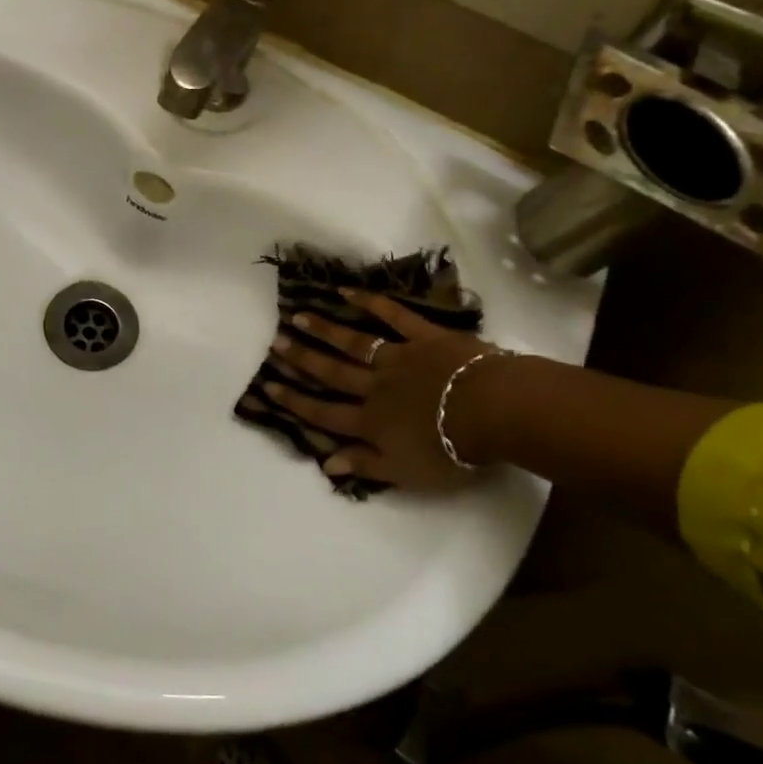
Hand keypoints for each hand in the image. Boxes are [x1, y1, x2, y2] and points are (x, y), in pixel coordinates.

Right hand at [261, 289, 507, 490]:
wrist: (494, 411)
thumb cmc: (453, 451)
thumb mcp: (406, 473)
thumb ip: (365, 465)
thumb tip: (326, 463)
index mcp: (372, 422)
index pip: (325, 412)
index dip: (295, 401)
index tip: (268, 387)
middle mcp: (376, 386)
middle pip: (333, 372)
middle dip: (302, 359)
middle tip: (275, 344)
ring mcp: (399, 357)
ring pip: (354, 342)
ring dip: (325, 330)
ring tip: (298, 316)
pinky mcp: (424, 337)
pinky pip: (394, 316)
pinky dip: (370, 302)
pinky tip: (347, 291)